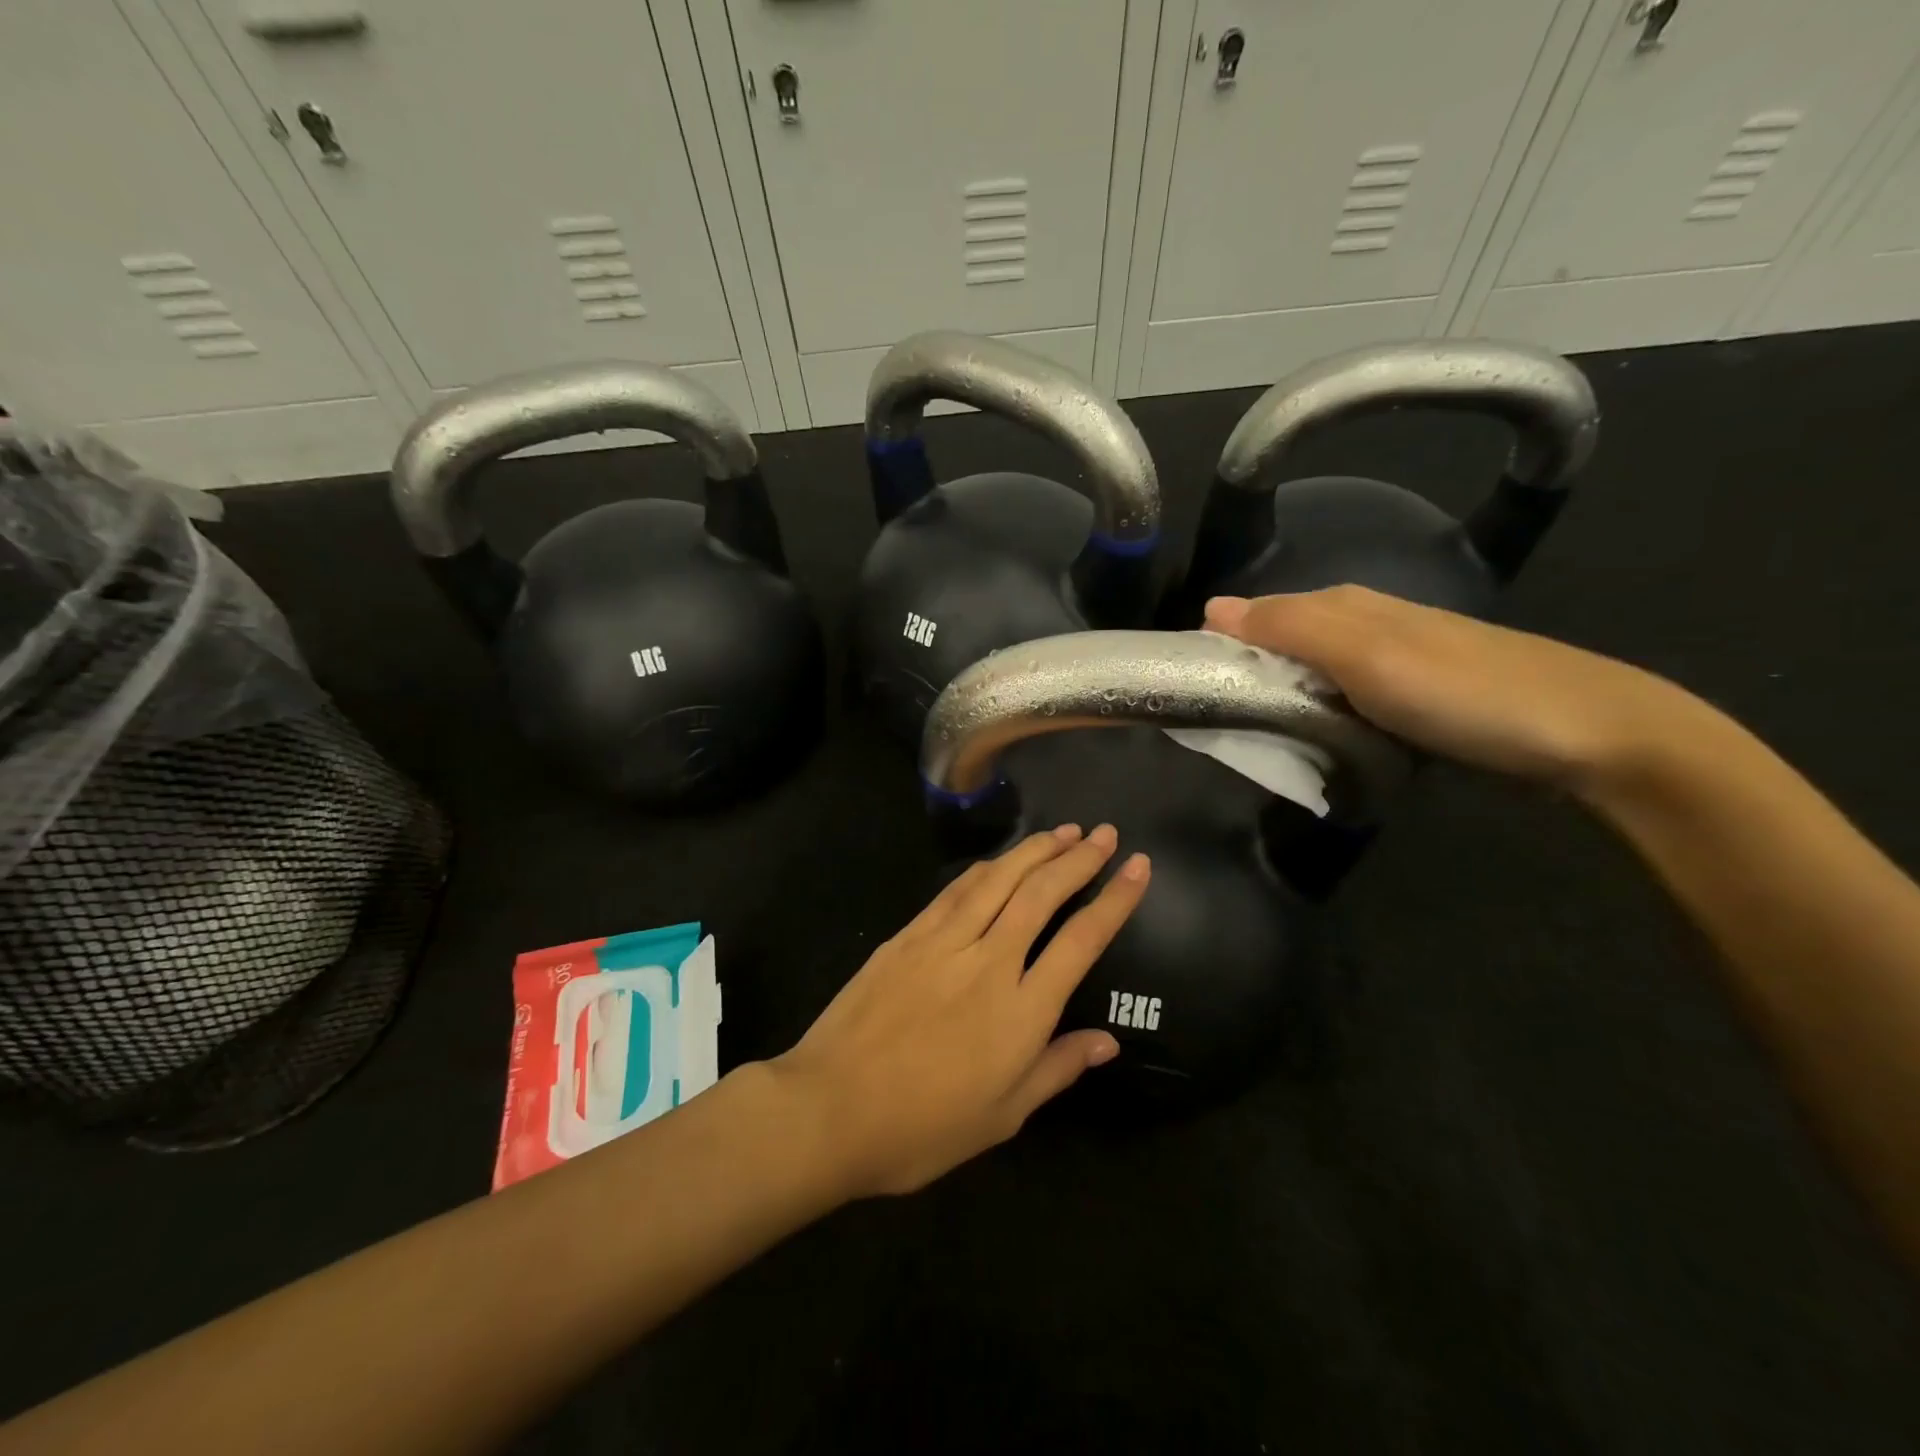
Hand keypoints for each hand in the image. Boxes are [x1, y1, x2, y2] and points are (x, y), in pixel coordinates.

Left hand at [770, 824, 1148, 1198]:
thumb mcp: (1002, 1116)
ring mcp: (944, 942)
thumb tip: (1107, 1041)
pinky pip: (956, 891)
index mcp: (1022, 1011)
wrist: (831, 1108)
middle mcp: (990, 962)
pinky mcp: (908, 936)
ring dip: (1035, 850)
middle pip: (1043, 894)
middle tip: (1105, 834)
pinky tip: (1000, 860)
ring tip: (1064, 831)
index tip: (1139, 867)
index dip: (1115, 899)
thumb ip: (1056, 1069)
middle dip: (1079, 859)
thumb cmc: (923, 1127)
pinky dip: (986, 869)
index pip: (1082, 940)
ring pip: (1000, 880)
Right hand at [1205, 586, 1696, 794]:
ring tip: (1252, 741)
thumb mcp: (1367, 656)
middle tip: (1215, 727)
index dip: (1219, 648)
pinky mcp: (1411, 701)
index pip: (1256, 617)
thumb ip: (1289, 629)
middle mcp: (1363, 626)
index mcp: (1344, 607)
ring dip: (1279, 703)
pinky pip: (1340, 703)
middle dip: (1244, 679)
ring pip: (1309, 678)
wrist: (1591, 733)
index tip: (1185, 691)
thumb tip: (1211, 607)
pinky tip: (1311, 742)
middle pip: (1280, 649)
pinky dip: (1316, 720)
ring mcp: (1390, 665)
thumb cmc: (1465, 692)